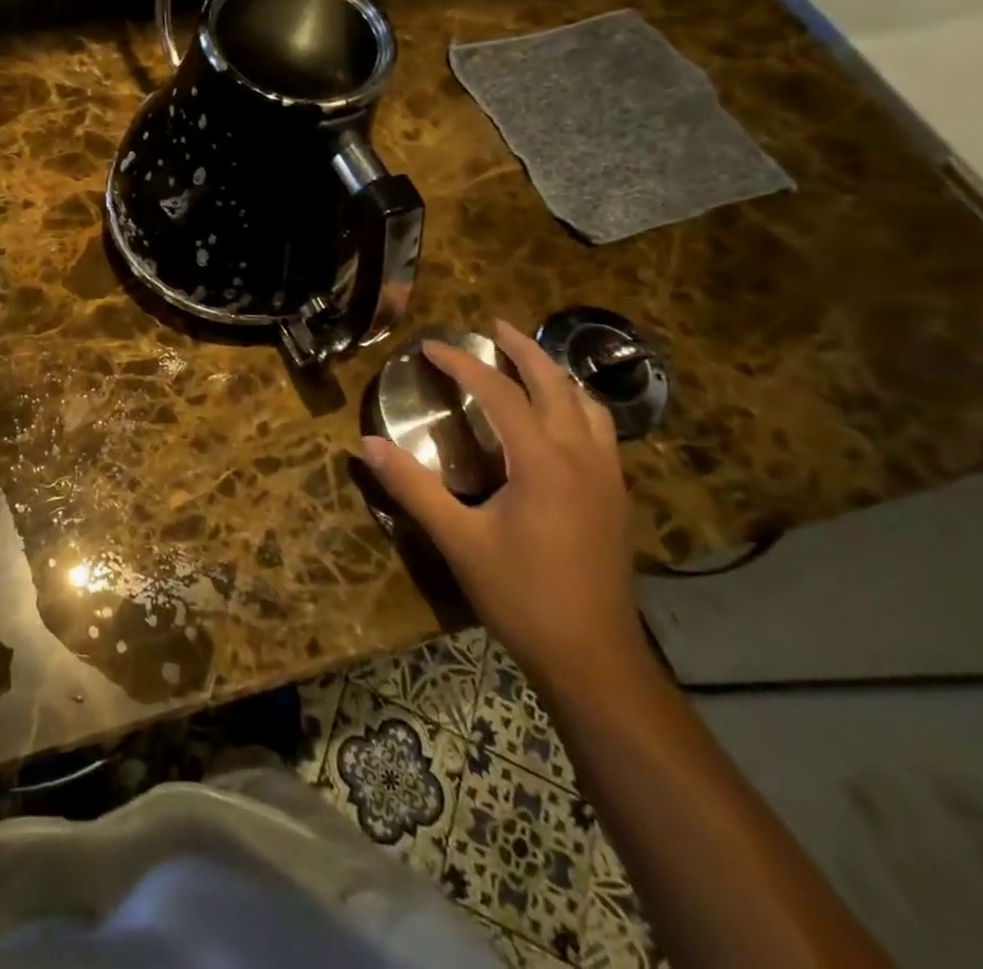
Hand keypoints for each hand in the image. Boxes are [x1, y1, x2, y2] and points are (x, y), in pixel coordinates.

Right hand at [360, 320, 644, 686]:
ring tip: (528, 360)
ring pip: (587, 404)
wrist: (593, 657)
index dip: (463, 363)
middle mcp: (582, 457)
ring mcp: (607, 477)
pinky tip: (559, 418)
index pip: (499, 393)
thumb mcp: (457, 539)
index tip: (431, 346)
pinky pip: (600, 430)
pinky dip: (575, 404)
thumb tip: (367, 444)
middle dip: (523, 349)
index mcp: (543, 462)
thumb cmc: (521, 596)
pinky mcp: (615, 497)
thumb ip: (412, 486)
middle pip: (556, 383)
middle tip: (494, 325)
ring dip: (556, 373)